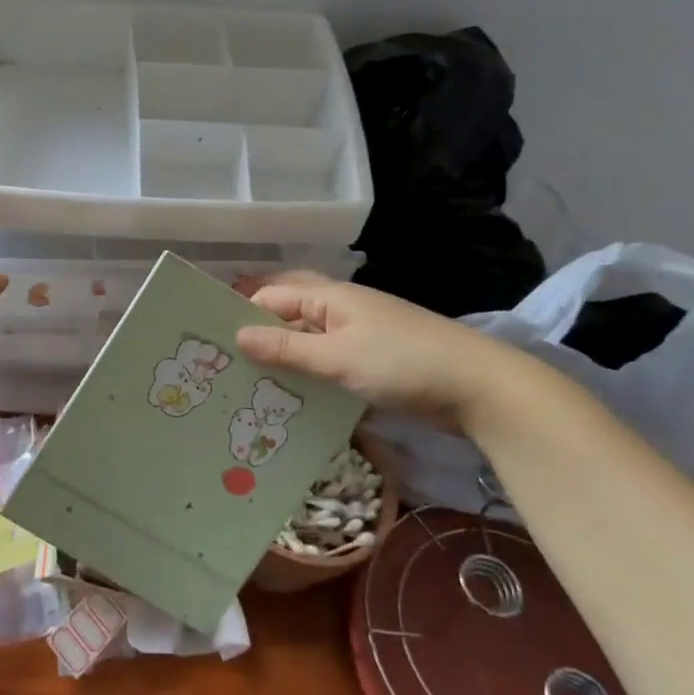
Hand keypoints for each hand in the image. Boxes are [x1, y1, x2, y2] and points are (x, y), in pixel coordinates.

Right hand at [235, 272, 522, 432]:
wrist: (480, 388)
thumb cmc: (403, 363)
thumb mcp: (338, 357)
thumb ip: (287, 348)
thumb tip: (238, 335)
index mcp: (331, 297)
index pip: (272, 297)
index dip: (242, 315)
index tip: (212, 345)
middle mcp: (341, 309)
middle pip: (289, 314)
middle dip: (260, 333)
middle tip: (227, 362)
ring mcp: (360, 335)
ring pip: (308, 340)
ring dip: (284, 357)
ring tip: (250, 384)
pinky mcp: (373, 361)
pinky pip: (329, 361)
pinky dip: (309, 374)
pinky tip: (293, 397)